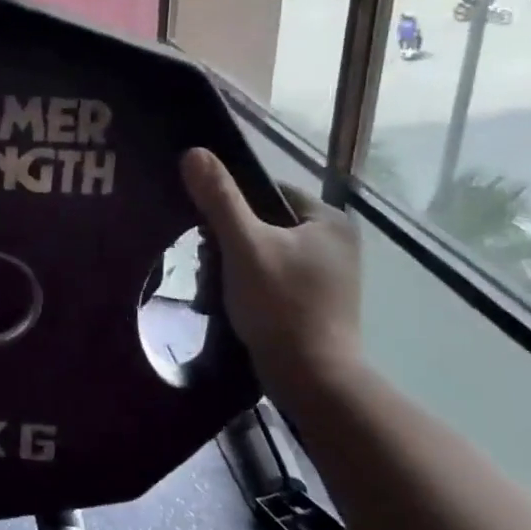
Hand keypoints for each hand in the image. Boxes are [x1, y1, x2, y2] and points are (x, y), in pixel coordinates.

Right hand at [181, 147, 362, 395]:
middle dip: (231, 240)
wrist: (310, 377)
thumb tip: (193, 152)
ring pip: (265, 252)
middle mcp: (337, 243)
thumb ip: (220, 199)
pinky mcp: (318, 303)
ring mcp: (330, 275)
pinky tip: (233, 301)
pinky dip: (251, 284)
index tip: (207, 230)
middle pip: (265, 223)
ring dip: (236, 264)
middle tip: (210, 262)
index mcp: (329, 221)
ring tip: (218, 285)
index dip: (231, 206)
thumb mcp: (244, 245)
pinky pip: (274, 277)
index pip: (268, 192)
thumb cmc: (280, 304)